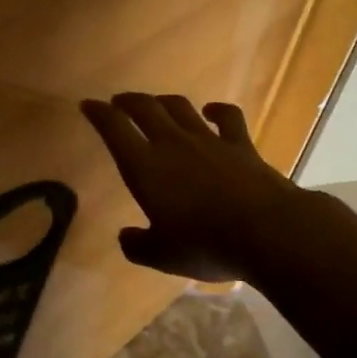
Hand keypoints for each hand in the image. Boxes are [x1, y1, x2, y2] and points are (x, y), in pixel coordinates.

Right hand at [80, 92, 305, 282]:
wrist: (268, 232)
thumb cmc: (205, 244)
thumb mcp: (162, 256)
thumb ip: (138, 245)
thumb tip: (125, 237)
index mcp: (144, 166)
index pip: (114, 129)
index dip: (99, 114)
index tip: (88, 105)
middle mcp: (172, 144)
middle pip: (145, 108)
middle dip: (128, 101)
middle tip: (118, 102)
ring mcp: (208, 140)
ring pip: (180, 107)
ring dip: (163, 101)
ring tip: (155, 103)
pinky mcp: (240, 145)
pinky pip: (227, 117)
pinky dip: (217, 110)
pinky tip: (211, 111)